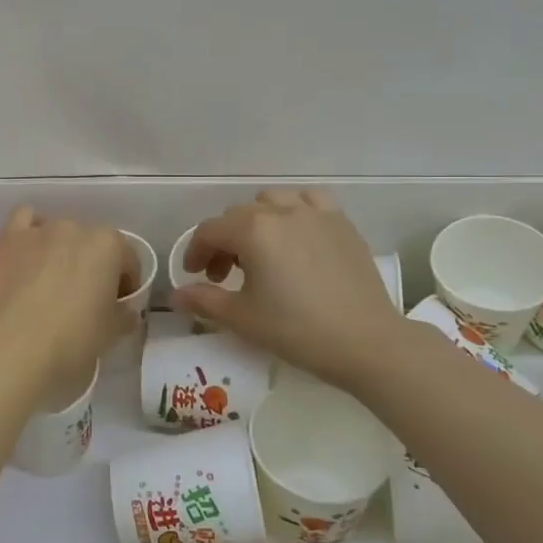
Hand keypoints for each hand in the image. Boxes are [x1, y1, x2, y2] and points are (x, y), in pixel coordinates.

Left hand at [0, 207, 137, 393]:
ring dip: (62, 249)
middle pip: (93, 244)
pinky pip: (24, 219)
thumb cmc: (73, 338)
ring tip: (54, 278)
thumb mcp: (111, 332)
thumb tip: (125, 311)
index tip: (119, 305)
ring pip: (60, 231)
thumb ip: (124, 315)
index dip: (126, 284)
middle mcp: (77, 228)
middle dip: (93, 266)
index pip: (128, 261)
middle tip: (85, 297)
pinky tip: (29, 254)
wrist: (15, 347)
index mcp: (109, 245)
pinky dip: (30, 232)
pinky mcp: (9, 238)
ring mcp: (41, 229)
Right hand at [171, 189, 407, 394]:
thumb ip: (204, 301)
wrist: (366, 342)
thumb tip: (176, 296)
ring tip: (260, 251)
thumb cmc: (297, 330)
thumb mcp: (242, 319)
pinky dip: (295, 210)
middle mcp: (281, 211)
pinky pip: (310, 201)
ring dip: (257, 220)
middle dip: (224, 241)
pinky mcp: (342, 223)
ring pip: (273, 200)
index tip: (196, 276)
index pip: (210, 230)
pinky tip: (296, 235)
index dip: (196, 252)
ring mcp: (316, 213)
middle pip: (238, 215)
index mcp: (252, 231)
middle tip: (224, 274)